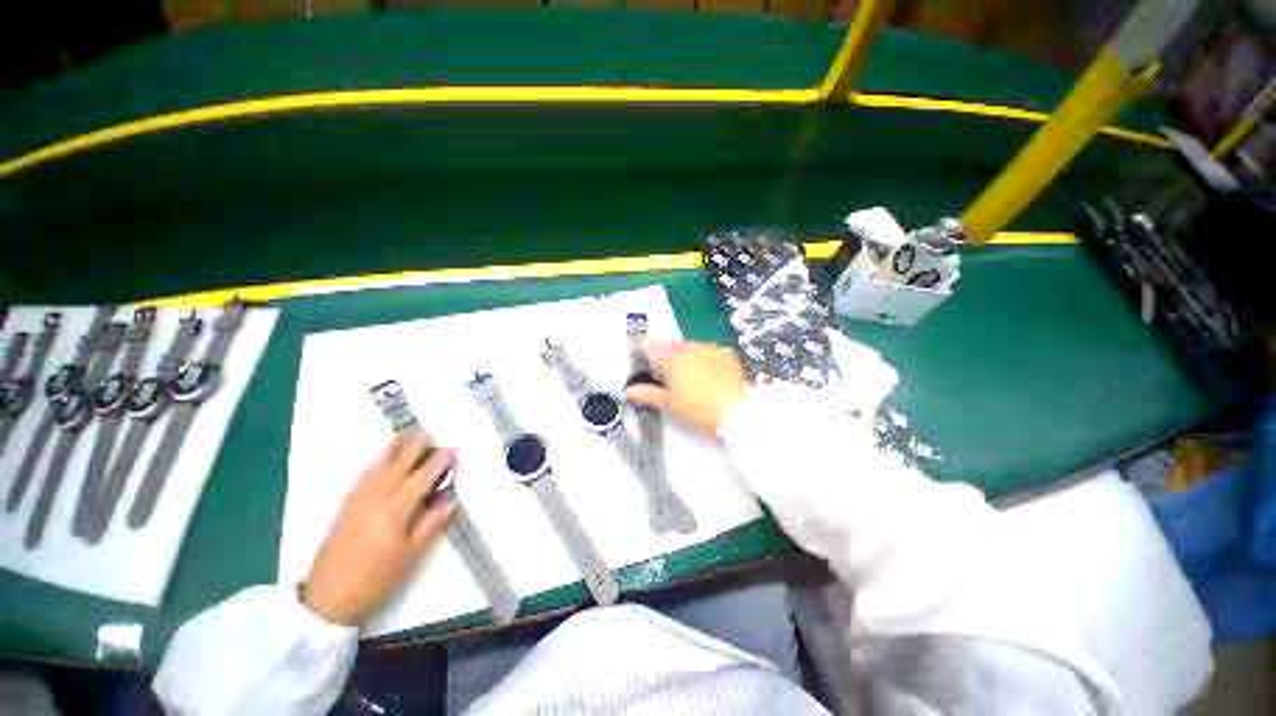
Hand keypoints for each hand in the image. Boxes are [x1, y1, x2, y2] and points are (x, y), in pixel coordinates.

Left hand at [303, 431, 456, 625]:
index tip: (453, 450)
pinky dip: (373, 465)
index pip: (421, 478)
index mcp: (395, 511)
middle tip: (428, 432)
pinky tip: (377, 461)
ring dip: (391, 450)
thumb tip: (451, 500)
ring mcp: (356, 502)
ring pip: (377, 469)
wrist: (328, 598)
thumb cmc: (376, 579)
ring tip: (403, 435)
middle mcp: (375, 499)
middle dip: (414, 448)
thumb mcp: (411, 556)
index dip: (438, 462)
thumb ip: (431, 525)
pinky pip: (361, 479)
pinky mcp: (344, 509)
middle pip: (398, 466)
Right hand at [626, 341, 749, 435]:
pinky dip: (702, 355)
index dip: (645, 352)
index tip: (642, 352)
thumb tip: (631, 391)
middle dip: (663, 349)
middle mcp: (690, 349)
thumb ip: (648, 393)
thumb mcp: (670, 403)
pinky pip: (709, 350)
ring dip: (683, 351)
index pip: (653, 351)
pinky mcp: (726, 355)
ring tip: (681, 361)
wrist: (737, 409)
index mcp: (673, 359)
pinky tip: (703, 364)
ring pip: (690, 346)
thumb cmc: (700, 407)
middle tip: (659, 355)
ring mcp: (709, 350)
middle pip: (671, 345)